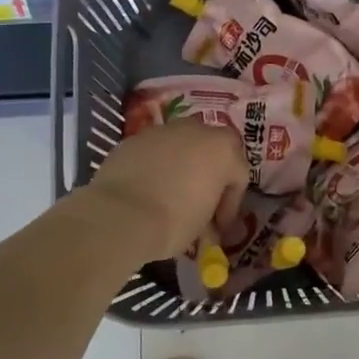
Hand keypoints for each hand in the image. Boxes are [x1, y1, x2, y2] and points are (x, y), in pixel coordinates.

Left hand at [87, 121, 248, 261]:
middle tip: (200, 202)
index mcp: (223, 149)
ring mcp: (163, 131)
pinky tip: (146, 190)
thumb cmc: (174, 221)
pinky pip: (154, 152)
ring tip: (170, 195)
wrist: (120, 214)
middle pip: (211, 151)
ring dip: (181, 167)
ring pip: (181, 146)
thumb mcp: (203, 226)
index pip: (238, 176)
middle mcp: (196, 130)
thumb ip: (210, 215)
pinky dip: (155, 167)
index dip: (231, 204)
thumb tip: (207, 225)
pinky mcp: (134, 139)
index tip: (219, 227)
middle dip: (208, 175)